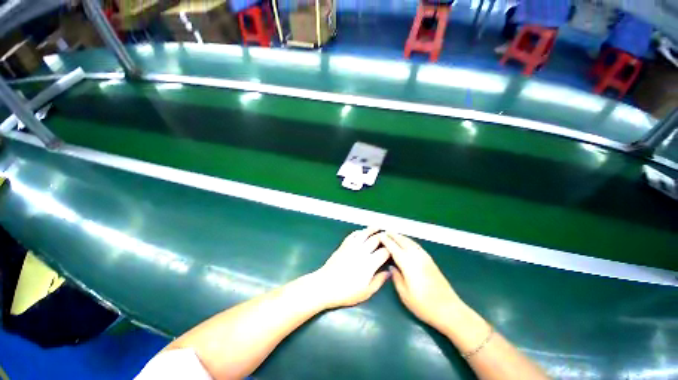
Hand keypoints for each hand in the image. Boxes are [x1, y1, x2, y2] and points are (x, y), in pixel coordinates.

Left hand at [311, 228, 390, 308]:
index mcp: (370, 263)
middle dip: (383, 237)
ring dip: (372, 229)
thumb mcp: (366, 292)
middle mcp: (362, 251)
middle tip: (388, 236)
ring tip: (377, 227)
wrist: (325, 285)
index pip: (384, 251)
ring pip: (364, 233)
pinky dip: (359, 232)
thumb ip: (379, 280)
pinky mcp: (344, 245)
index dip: (391, 249)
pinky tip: (362, 232)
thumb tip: (389, 272)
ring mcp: (352, 246)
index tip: (394, 248)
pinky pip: (353, 234)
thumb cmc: (346, 292)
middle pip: (375, 239)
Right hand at [380, 233, 464, 333]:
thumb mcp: (404, 293)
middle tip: (385, 231)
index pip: (393, 247)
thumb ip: (396, 277)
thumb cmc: (423, 304)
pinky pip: (416, 245)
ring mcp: (425, 257)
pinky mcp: (430, 260)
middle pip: (402, 241)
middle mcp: (416, 256)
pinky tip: (407, 243)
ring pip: (410, 242)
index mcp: (407, 263)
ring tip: (394, 234)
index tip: (379, 235)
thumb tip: (392, 266)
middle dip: (393, 235)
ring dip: (401, 237)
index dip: (386, 240)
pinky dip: (409, 241)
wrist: (449, 309)